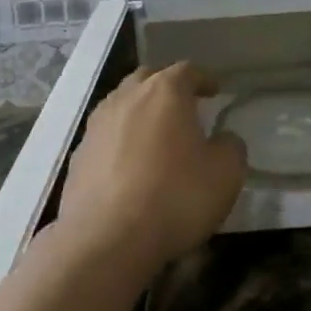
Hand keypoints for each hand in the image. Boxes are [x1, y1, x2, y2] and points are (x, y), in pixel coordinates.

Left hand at [58, 62, 245, 275]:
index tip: (215, 90)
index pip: (187, 71)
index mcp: (164, 91)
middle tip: (183, 106)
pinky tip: (129, 164)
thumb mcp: (225, 175)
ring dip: (140, 111)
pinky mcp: (79, 153)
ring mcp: (98, 123)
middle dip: (167, 87)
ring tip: (155, 134)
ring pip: (122, 103)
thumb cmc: (174, 197)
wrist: (106, 238)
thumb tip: (224, 139)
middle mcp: (127, 96)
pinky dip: (120, 140)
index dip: (203, 79)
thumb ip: (231, 148)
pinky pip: (106, 135)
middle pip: (148, 78)